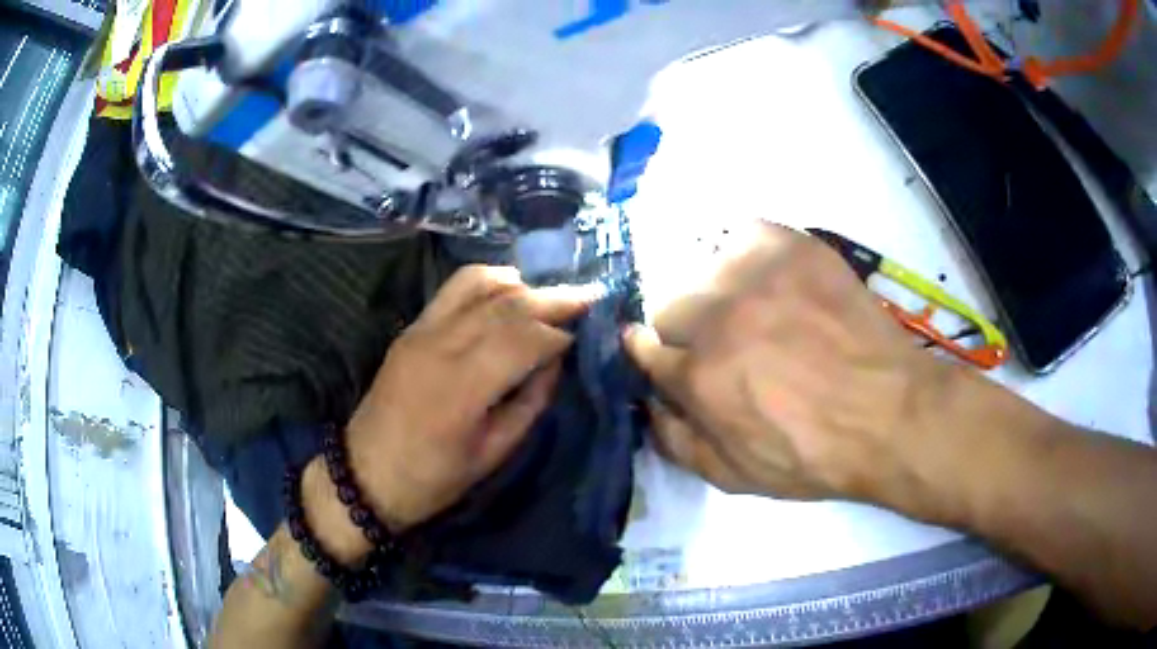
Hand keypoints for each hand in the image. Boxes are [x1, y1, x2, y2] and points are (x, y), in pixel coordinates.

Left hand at [334, 266, 595, 539]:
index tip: (584, 335)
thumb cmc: (434, 479)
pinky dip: (488, 282)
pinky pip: (454, 289)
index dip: (560, 333)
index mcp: (462, 389)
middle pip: (506, 304)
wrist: (366, 475)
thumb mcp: (493, 454)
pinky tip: (509, 292)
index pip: (524, 338)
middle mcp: (440, 346)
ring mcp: (421, 331)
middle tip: (587, 298)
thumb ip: (530, 402)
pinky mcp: (411, 328)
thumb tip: (556, 361)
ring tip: (548, 297)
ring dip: (520, 284)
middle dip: (552, 298)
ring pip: (479, 283)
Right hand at [624, 223, 952, 504]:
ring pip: (702, 268)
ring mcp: (757, 275)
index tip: (663, 353)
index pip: (643, 347)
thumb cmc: (814, 455)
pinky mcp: (792, 248)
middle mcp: (718, 318)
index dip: (651, 353)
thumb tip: (647, 404)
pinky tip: (767, 277)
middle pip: (667, 305)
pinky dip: (746, 253)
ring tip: (750, 310)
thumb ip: (677, 442)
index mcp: (699, 376)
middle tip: (721, 343)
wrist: (889, 414)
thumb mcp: (735, 477)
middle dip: (684, 330)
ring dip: (715, 292)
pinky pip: (744, 233)